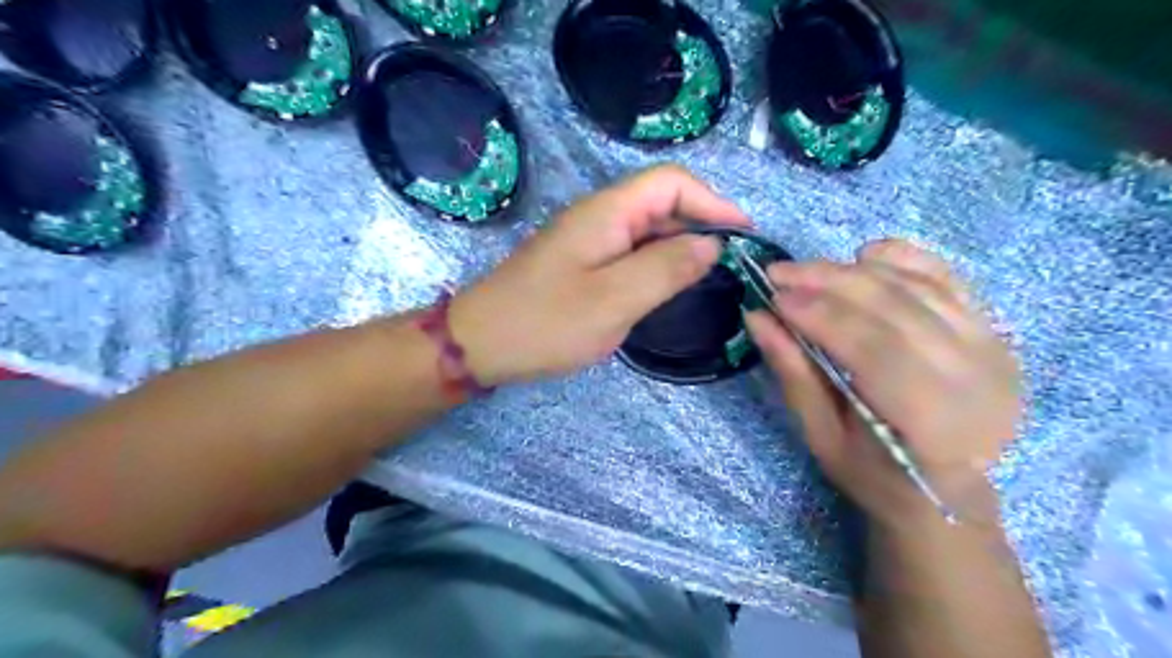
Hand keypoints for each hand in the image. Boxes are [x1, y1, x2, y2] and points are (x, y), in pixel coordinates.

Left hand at [450, 164, 748, 387]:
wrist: (482, 343)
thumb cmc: (546, 322)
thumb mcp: (614, 299)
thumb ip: (666, 268)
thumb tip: (711, 243)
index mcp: (607, 212)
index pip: (671, 183)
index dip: (712, 201)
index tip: (743, 235)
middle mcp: (600, 216)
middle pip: (662, 203)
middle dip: (701, 226)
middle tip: (731, 265)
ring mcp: (589, 240)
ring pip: (648, 231)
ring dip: (680, 248)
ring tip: (708, 280)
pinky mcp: (583, 262)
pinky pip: (630, 253)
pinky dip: (656, 265)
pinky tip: (667, 290)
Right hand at [745, 240, 1022, 525]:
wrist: (949, 492)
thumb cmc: (877, 476)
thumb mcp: (822, 436)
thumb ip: (794, 374)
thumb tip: (757, 317)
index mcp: (933, 423)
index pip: (874, 350)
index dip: (820, 316)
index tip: (773, 296)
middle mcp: (976, 378)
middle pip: (895, 308)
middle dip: (829, 281)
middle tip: (779, 273)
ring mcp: (992, 348)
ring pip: (916, 286)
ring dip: (854, 269)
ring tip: (807, 269)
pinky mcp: (993, 330)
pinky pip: (945, 277)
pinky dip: (903, 259)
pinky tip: (864, 255)